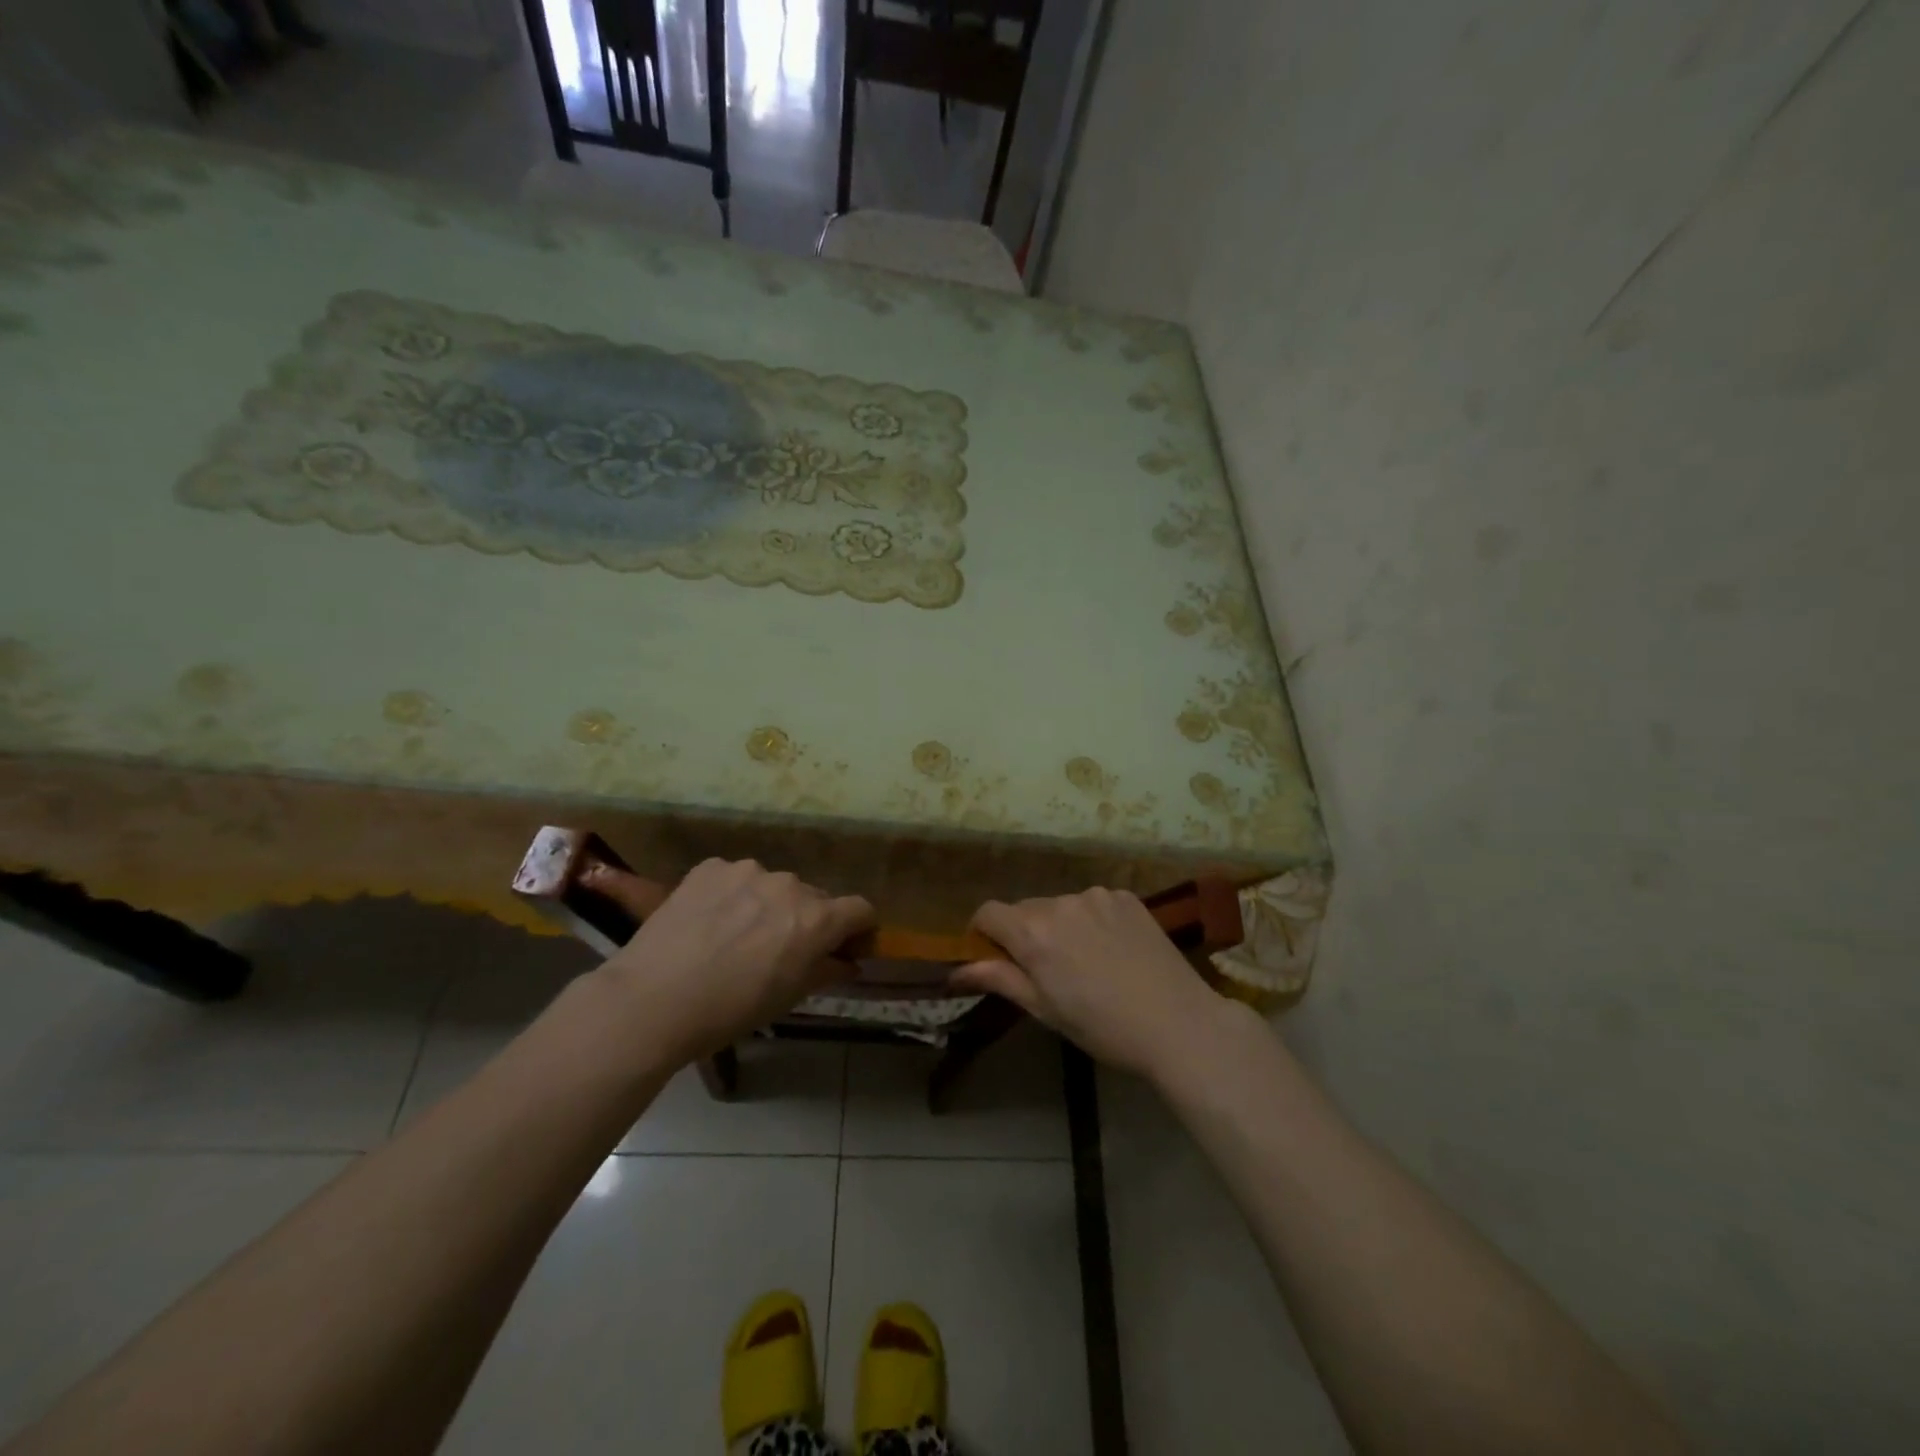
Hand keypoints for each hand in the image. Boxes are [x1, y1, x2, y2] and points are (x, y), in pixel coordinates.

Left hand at [590, 858, 873, 1060]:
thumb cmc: (730, 1010)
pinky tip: (708, 923)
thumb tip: (848, 962)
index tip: (846, 946)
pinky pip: (734, 878)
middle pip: (814, 897)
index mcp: (816, 919)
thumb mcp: (788, 998)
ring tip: (736, 935)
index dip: (859, 928)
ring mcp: (748, 871)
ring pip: (772, 885)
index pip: (860, 909)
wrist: (652, 999)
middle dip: (807, 919)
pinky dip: (731, 896)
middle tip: (780, 949)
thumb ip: (826, 971)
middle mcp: (789, 885)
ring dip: (767, 905)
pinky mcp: (711, 867)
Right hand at [951, 888, 1236, 1078]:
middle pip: (1025, 909)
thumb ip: (999, 979)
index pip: (988, 912)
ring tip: (1086, 962)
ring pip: (1060, 905)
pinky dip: (1092, 920)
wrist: (1178, 1023)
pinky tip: (1114, 950)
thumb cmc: (1102, 1027)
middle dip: (1025, 933)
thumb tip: (956, 971)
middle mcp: (1060, 902)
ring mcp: (1096, 896)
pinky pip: (1093, 903)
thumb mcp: (1044, 1010)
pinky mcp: (1126, 897)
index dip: (984, 933)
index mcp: (1033, 932)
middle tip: (1046, 970)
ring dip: (1060, 925)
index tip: (995, 958)